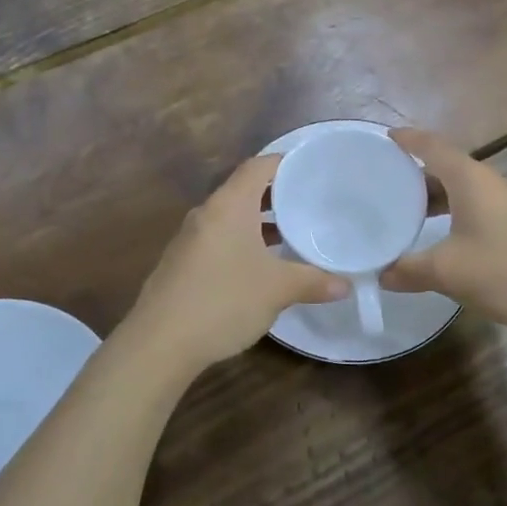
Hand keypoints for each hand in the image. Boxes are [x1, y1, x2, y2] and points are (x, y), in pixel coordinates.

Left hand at [122, 155, 346, 373]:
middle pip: (244, 189)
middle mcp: (206, 213)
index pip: (258, 166)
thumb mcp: (277, 290)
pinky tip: (259, 266)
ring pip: (231, 217)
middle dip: (276, 195)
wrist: (160, 343)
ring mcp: (189, 238)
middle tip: (309, 202)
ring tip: (290, 234)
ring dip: (258, 222)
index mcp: (229, 205)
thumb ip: (314, 281)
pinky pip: (218, 238)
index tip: (311, 169)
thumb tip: (346, 285)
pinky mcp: (181, 263)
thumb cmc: (224, 301)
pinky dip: (241, 241)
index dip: (285, 162)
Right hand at [381, 128, 506, 337]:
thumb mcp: (447, 272)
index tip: (384, 137)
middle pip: (446, 165)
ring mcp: (506, 203)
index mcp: (469, 179)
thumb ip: (408, 269)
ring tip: (404, 211)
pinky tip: (440, 236)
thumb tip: (381, 274)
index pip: (432, 146)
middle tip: (382, 182)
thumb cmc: (506, 271)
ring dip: (434, 195)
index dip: (407, 139)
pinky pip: (474, 206)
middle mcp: (488, 182)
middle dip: (415, 171)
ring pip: (461, 188)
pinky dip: (451, 211)